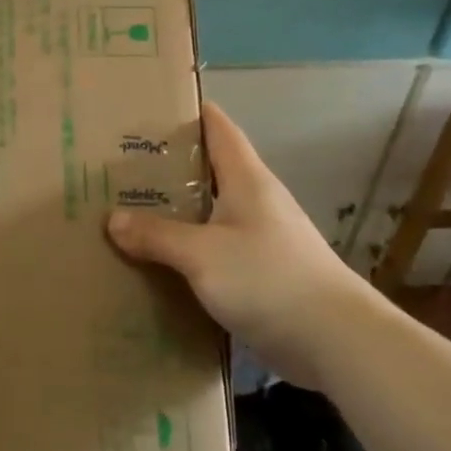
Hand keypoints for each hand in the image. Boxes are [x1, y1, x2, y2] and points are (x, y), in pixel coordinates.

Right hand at [107, 102, 375, 387]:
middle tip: (122, 166)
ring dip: (176, 211)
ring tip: (132, 212)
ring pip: (210, 211)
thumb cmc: (269, 279)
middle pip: (209, 168)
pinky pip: (217, 248)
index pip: (217, 126)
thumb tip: (113, 220)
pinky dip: (189, 249)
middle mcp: (256, 200)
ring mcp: (262, 237)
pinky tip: (161, 262)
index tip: (148, 108)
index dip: (187, 111)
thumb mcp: (202, 255)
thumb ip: (156, 236)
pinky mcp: (264, 272)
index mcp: (246, 179)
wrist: (337, 342)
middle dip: (168, 165)